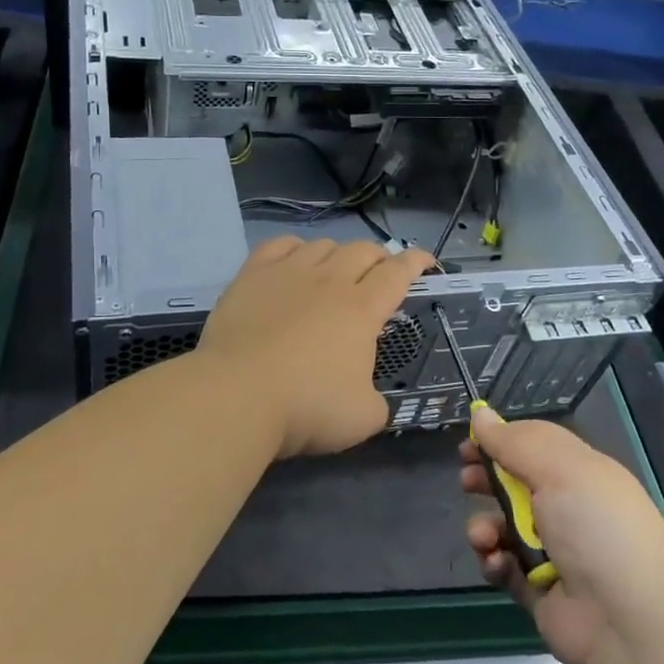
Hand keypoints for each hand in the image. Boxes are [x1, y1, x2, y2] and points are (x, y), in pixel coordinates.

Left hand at [197, 237, 435, 457]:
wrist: (237, 395)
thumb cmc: (307, 406)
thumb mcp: (362, 418)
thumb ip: (377, 402)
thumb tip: (370, 398)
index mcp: (362, 310)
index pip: (398, 273)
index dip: (416, 262)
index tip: (426, 261)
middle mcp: (329, 281)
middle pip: (362, 251)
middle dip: (379, 256)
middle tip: (381, 271)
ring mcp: (288, 273)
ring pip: (323, 245)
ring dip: (338, 253)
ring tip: (337, 269)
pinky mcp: (252, 276)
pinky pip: (279, 245)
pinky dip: (295, 247)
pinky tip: (295, 258)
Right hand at [460, 407, 663, 663]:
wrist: (630, 625)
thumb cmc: (597, 529)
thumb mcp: (559, 470)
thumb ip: (514, 442)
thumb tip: (480, 412)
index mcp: (582, 474)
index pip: (535, 446)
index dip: (502, 440)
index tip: (470, 441)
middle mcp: (569, 509)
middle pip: (515, 484)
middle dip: (486, 479)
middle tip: (466, 481)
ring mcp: (554, 551)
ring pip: (503, 526)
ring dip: (484, 526)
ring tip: (484, 537)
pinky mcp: (539, 590)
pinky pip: (504, 567)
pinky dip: (494, 562)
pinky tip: (496, 562)